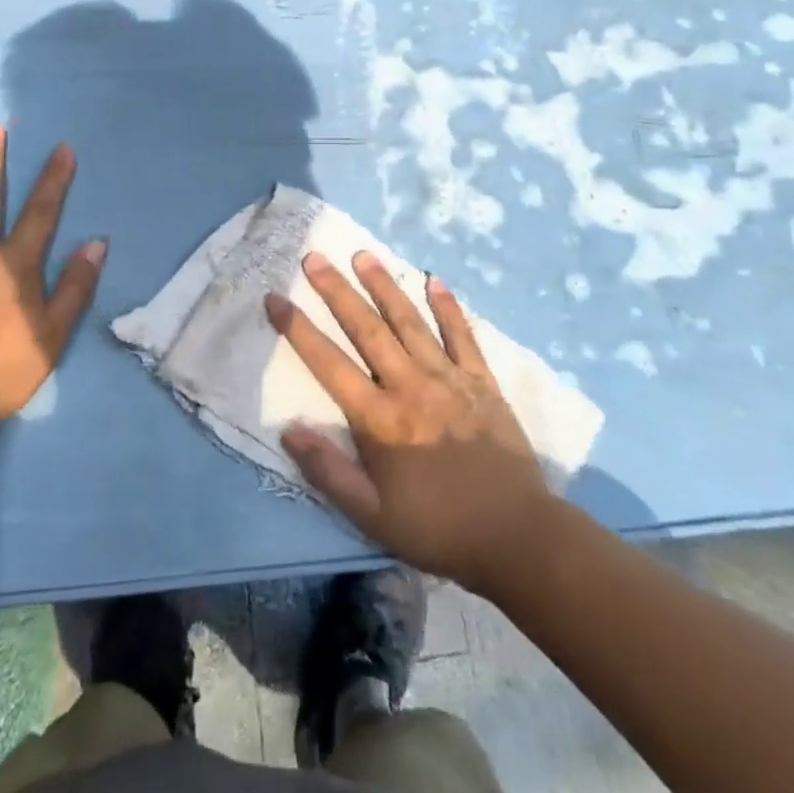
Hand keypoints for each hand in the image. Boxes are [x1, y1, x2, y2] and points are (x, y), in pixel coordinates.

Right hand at [265, 251, 553, 594]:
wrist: (517, 537)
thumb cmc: (438, 528)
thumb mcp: (372, 516)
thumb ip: (328, 472)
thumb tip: (288, 429)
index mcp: (379, 418)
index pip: (328, 363)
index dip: (298, 329)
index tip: (275, 297)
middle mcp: (409, 386)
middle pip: (366, 328)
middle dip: (337, 290)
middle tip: (314, 257)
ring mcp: (449, 379)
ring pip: (410, 321)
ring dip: (384, 286)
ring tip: (363, 255)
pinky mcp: (482, 382)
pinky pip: (462, 336)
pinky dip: (448, 307)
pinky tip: (434, 281)